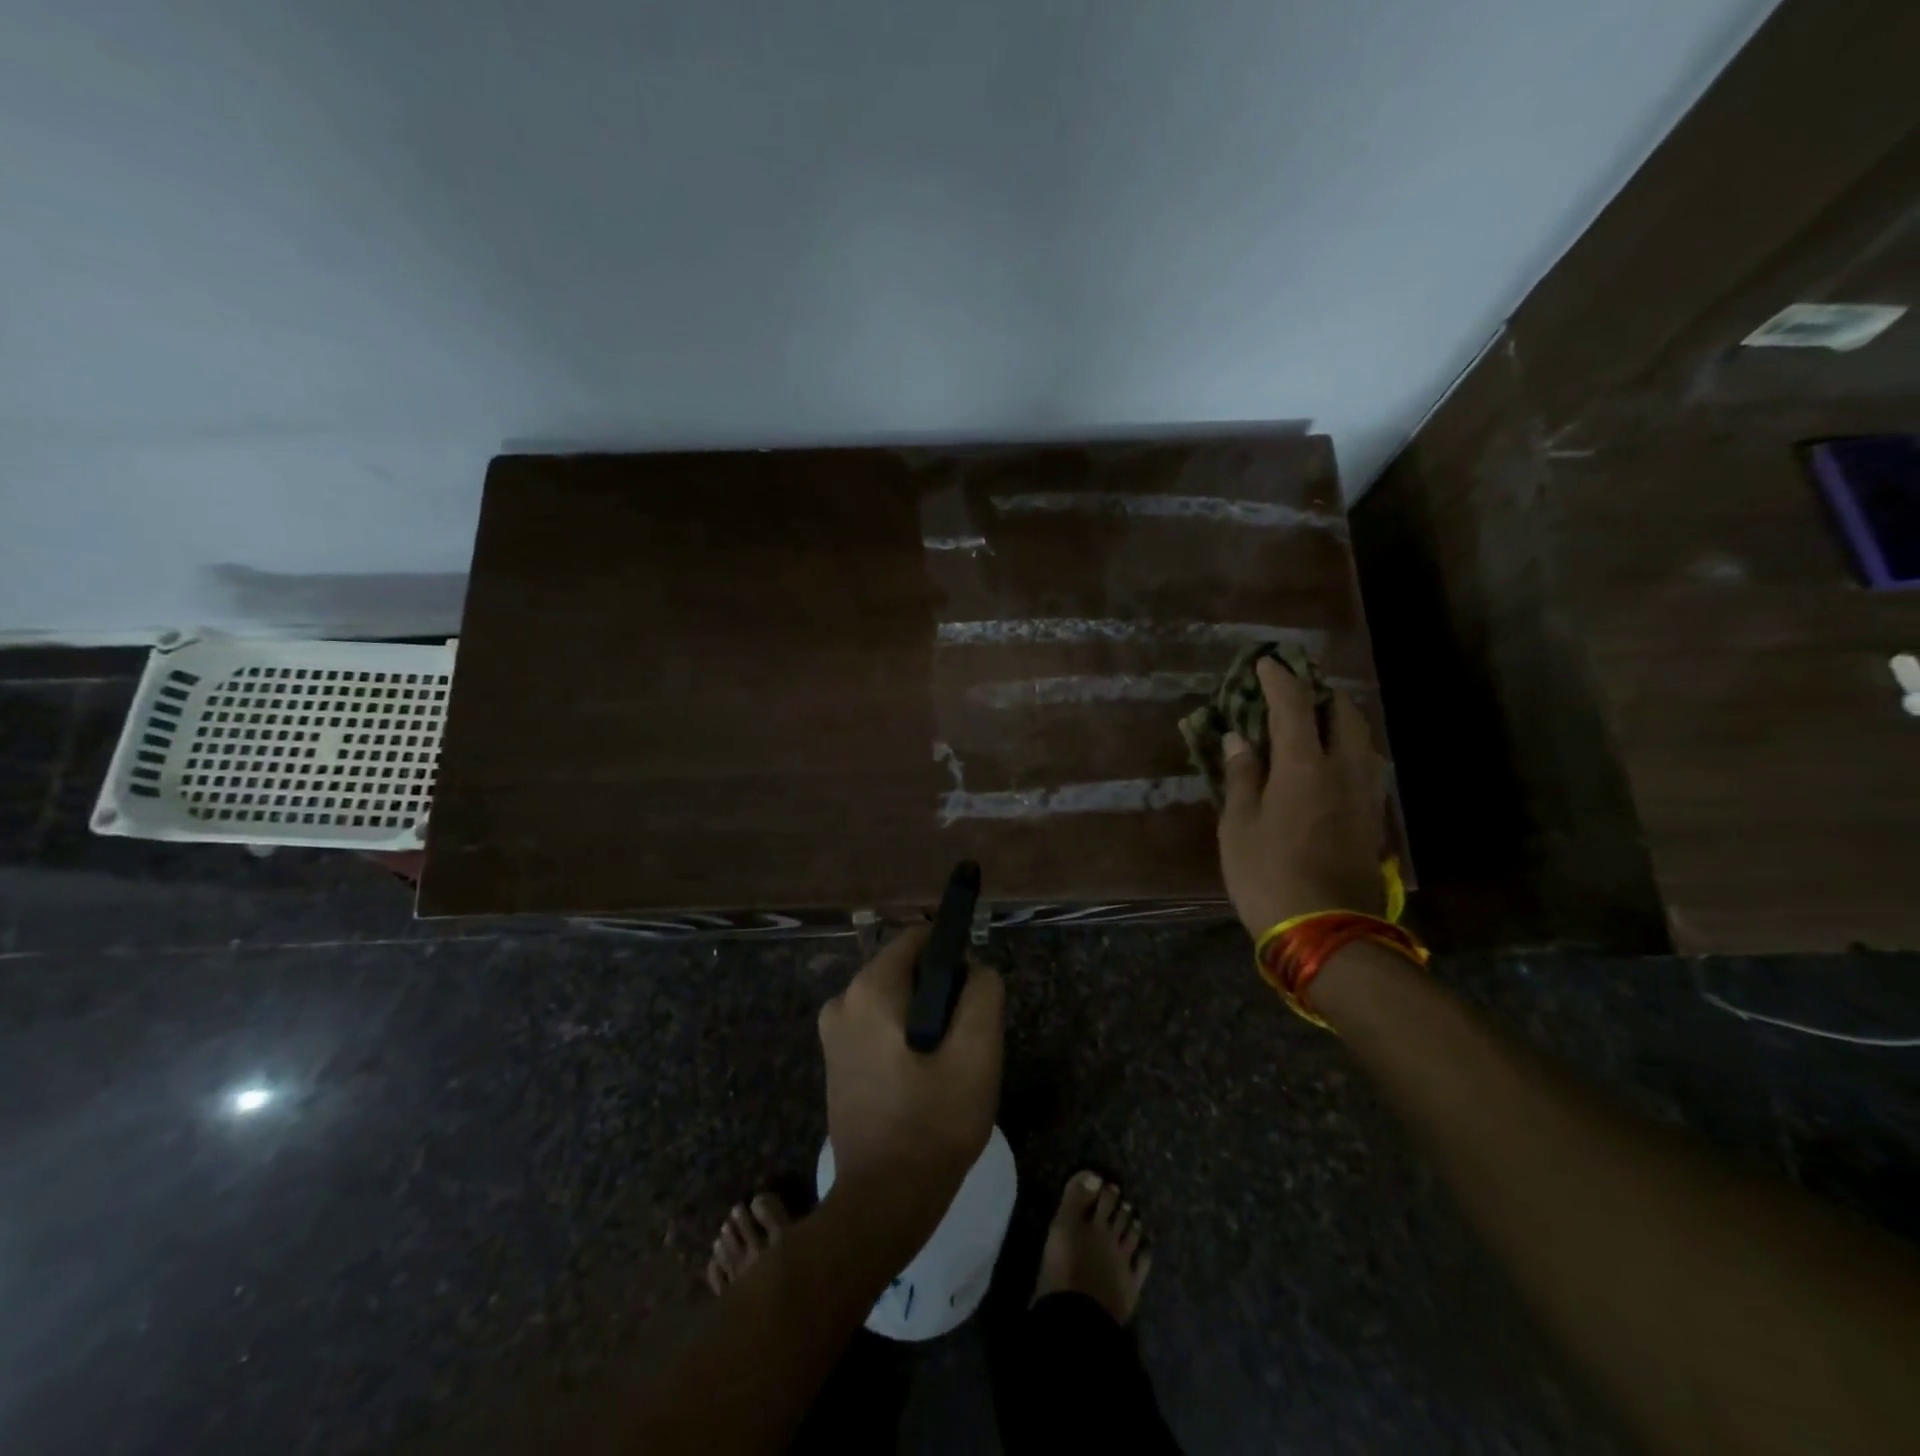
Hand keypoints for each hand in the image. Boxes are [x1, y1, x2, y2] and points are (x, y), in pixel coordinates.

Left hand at [818, 924, 1004, 1210]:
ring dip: (925, 1019)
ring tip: (946, 1066)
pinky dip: (904, 1038)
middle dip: (940, 992)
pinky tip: (923, 1079)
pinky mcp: (835, 1060)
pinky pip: (879, 1025)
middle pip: (905, 969)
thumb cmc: (933, 1125)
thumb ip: (983, 994)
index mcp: (870, 989)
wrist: (882, 1203)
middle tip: (964, 1040)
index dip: (954, 955)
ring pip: (894, 999)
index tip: (973, 994)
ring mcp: (833, 1032)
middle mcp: (842, 1000)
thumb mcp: (977, 1054)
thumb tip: (977, 969)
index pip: (919, 938)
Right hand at [1218, 656, 1388, 935]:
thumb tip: (1240, 739)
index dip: (1279, 679)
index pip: (1295, 705)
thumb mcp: (1238, 826)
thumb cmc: (1267, 874)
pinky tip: (1329, 764)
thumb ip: (1242, 777)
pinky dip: (1348, 749)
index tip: (1266, 662)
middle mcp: (1344, 770)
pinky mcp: (1374, 818)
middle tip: (1293, 695)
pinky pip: (1366, 765)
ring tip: (1312, 725)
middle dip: (1320, 694)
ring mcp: (1366, 795)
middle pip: (1343, 714)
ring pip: (1363, 739)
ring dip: (1339, 721)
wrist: (1326, 931)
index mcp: (1304, 767)